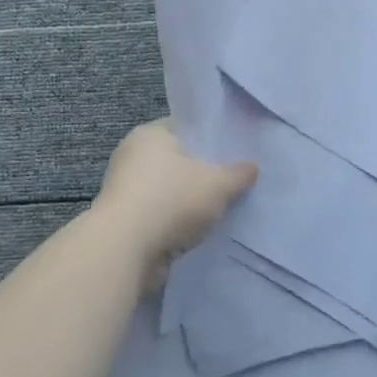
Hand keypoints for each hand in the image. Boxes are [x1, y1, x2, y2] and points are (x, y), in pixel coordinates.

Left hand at [93, 120, 258, 291]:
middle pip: (178, 160)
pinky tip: (202, 230)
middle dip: (204, 172)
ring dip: (190, 201)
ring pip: (170, 190)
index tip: (236, 151)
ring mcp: (126, 189)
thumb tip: (252, 168)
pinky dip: (177, 222)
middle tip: (235, 180)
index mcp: (150, 133)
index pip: (187, 127)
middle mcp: (133, 155)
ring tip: (223, 208)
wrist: (124, 250)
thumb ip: (238, 174)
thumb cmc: (171, 200)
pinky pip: (161, 214)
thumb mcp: (218, 184)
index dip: (212, 137)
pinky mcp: (126, 220)